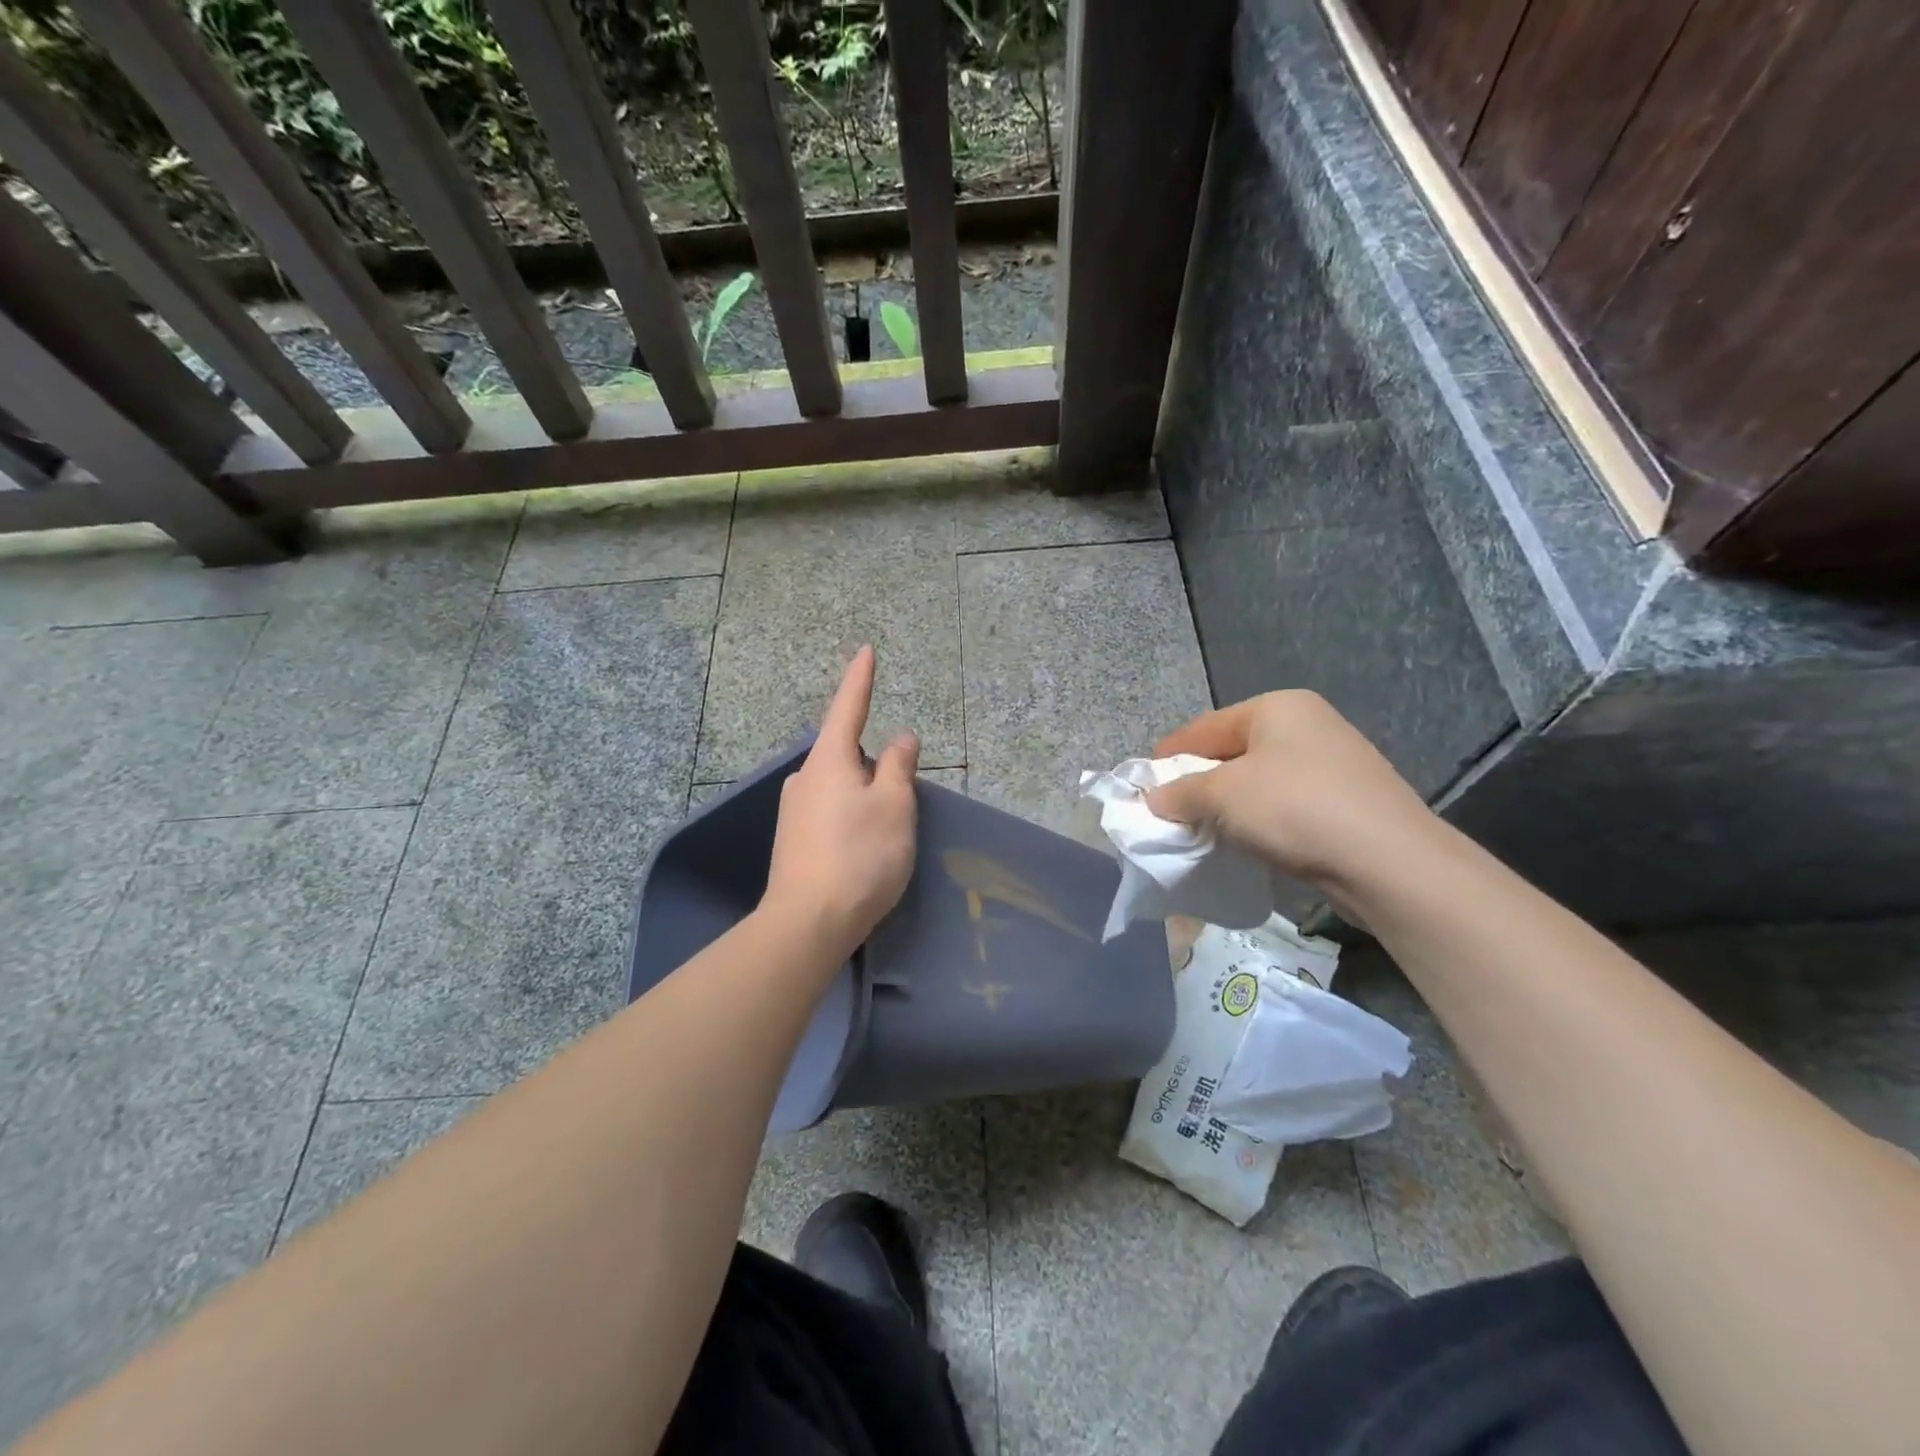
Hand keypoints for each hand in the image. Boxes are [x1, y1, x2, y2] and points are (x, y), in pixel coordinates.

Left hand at [761, 646, 919, 956]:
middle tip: (900, 795)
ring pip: (839, 787)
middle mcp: (805, 778)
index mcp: (829, 761)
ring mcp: (794, 811)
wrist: (808, 923)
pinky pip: (829, 813)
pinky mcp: (793, 840)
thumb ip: (899, 766)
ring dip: (863, 795)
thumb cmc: (860, 856)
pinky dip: (850, 818)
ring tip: (885, 831)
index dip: (861, 679)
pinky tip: (861, 849)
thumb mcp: (894, 806)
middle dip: (873, 763)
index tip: (866, 650)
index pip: (848, 707)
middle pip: (846, 754)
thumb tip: (901, 737)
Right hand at [1146, 691, 1436, 894]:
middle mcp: (1307, 724)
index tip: (1144, 785)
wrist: (1388, 862)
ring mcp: (1334, 762)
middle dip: (1199, 782)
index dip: (1170, 756)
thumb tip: (1155, 800)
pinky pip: (1286, 804)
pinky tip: (1247, 842)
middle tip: (1170, 811)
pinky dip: (1260, 820)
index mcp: (1277, 707)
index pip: (1205, 727)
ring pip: (1259, 780)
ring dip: (1228, 805)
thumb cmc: (1295, 809)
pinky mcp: (1348, 801)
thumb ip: (1180, 793)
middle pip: (1233, 751)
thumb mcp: (1222, 795)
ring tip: (1203, 831)